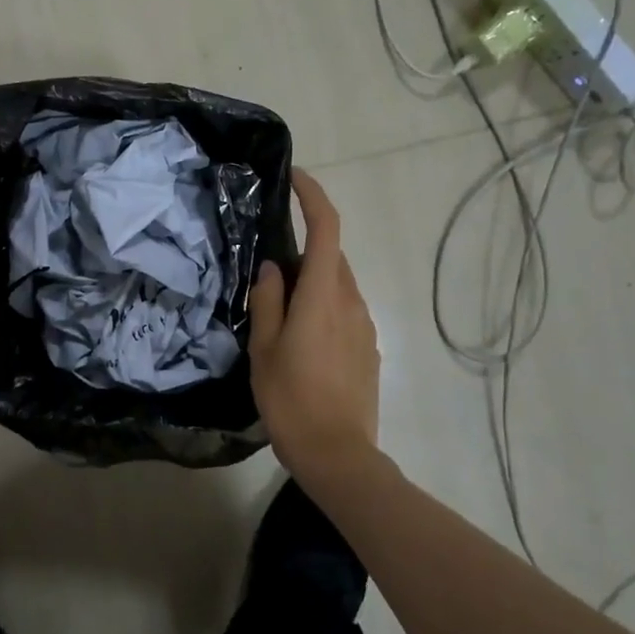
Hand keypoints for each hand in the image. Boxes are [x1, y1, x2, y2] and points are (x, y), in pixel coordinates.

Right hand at [248, 168, 380, 480]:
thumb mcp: (265, 348)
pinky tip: (303, 341)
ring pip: (339, 286)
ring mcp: (366, 326)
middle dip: (305, 250)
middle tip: (268, 271)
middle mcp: (352, 302)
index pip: (327, 228)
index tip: (295, 178)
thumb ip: (269, 300)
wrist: (338, 455)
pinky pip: (346, 312)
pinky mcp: (369, 349)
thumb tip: (274, 268)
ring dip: (314, 283)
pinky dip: (324, 308)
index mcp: (324, 295)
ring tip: (281, 312)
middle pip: (332, 257)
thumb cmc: (291, 399)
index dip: (314, 196)